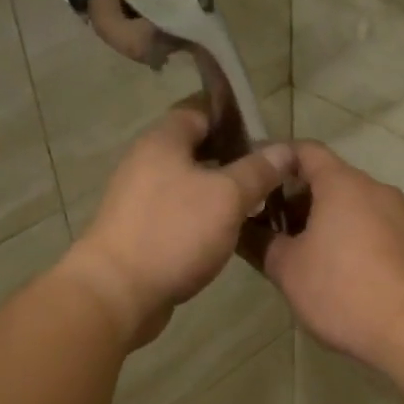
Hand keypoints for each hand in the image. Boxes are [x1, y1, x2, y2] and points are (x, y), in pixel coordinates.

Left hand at [63, 103, 297, 347]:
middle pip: (195, 149)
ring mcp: (140, 200)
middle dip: (232, 158)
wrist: (118, 293)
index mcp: (162, 141)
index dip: (234, 117)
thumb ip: (258, 170)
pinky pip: (179, 214)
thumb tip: (285, 149)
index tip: (267, 134)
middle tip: (270, 173)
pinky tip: (229, 233)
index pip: (199, 110)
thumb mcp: (227, 196)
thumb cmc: (174, 232)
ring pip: (188, 185)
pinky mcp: (141, 232)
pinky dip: (203, 218)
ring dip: (220, 191)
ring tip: (257, 203)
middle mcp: (146, 163)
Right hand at [257, 142, 403, 365]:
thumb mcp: (287, 269)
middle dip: (294, 199)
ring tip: (296, 254)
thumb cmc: (341, 290)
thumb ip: (260, 243)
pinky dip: (346, 236)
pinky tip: (332, 272)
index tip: (254, 180)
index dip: (275, 160)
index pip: (305, 151)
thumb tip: (240, 230)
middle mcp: (374, 189)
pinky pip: (370, 226)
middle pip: (328, 179)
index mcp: (342, 183)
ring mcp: (398, 215)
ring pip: (350, 205)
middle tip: (266, 228)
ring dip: (320, 221)